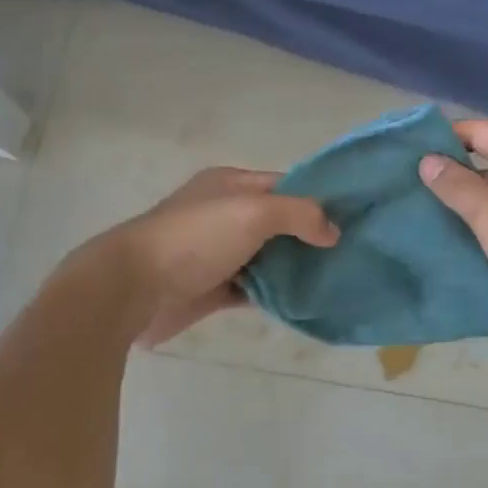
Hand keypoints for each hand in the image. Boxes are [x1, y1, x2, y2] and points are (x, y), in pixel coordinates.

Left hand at [96, 168, 338, 346]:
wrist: (133, 288)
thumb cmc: (195, 238)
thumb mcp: (253, 212)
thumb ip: (298, 214)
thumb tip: (333, 231)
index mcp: (230, 185)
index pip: (284, 184)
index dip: (317, 198)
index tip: (353, 217)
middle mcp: (224, 214)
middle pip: (278, 222)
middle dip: (311, 236)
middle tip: (353, 252)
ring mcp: (217, 253)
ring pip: (268, 257)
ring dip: (295, 268)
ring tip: (337, 279)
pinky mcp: (212, 288)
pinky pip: (253, 289)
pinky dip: (275, 295)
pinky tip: (304, 302)